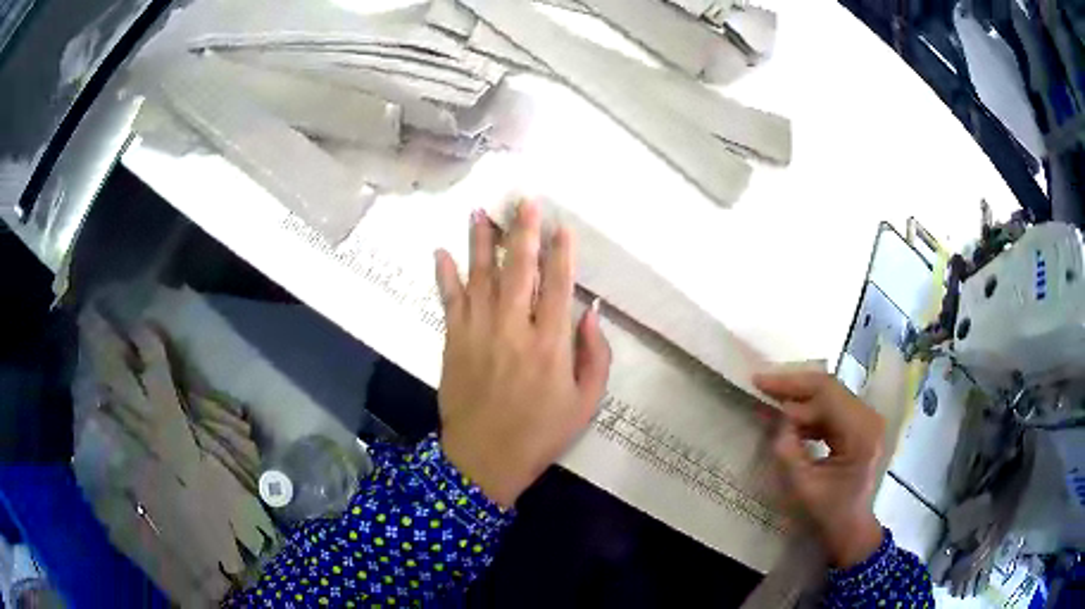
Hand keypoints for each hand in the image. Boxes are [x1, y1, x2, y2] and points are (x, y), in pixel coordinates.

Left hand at [433, 200, 611, 507]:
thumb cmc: (540, 432)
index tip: (561, 224)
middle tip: (523, 201)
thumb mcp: (584, 402)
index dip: (561, 252)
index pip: (558, 285)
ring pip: (480, 276)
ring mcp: (479, 331)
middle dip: (522, 231)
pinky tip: (441, 252)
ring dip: (481, 241)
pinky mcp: (454, 340)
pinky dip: (445, 275)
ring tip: (481, 212)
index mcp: (550, 344)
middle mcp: (513, 328)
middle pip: (518, 269)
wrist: (484, 457)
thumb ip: (593, 355)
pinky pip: (449, 300)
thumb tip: (591, 311)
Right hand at [754, 370, 885, 567]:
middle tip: (762, 385)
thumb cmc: (828, 512)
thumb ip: (788, 449)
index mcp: (861, 432)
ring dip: (800, 397)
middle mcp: (869, 417)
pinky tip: (790, 418)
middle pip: (829, 389)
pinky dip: (809, 410)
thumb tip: (777, 417)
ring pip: (829, 395)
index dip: (792, 385)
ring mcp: (866, 419)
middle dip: (794, 387)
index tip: (760, 382)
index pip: (826, 393)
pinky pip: (832, 407)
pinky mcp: (859, 425)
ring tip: (771, 399)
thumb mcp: (802, 485)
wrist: (850, 526)